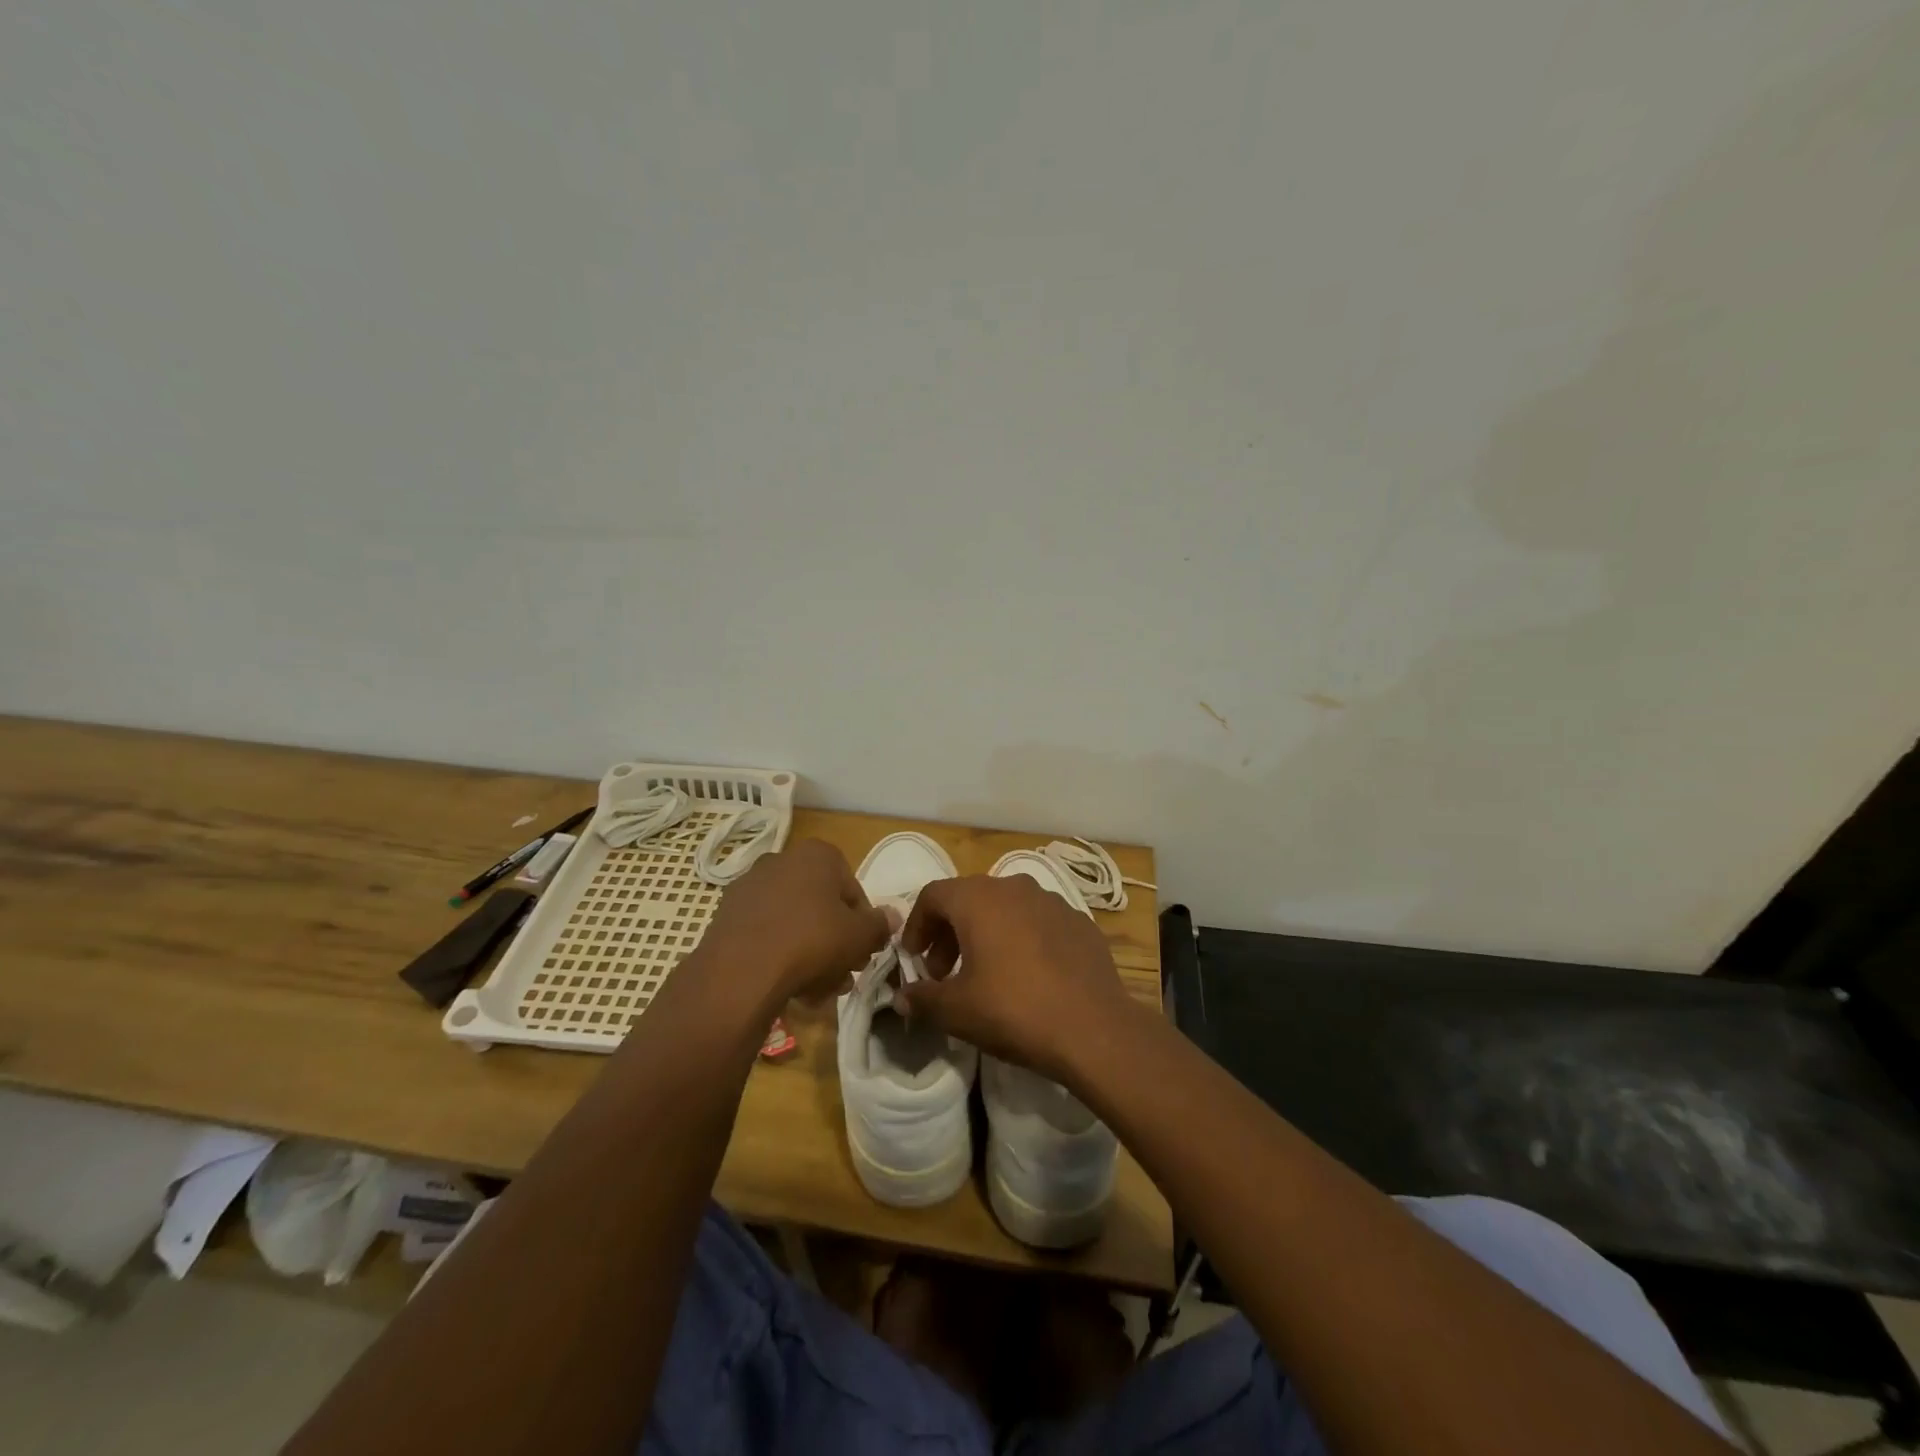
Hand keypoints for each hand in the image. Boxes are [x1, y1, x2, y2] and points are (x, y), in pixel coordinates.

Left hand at [697, 841, 890, 1012]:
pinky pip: (766, 934)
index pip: (852, 888)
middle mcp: (781, 860)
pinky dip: (780, 956)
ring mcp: (750, 887)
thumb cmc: (812, 941)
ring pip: (793, 922)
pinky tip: (789, 989)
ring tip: (819, 991)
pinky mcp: (727, 916)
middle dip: (835, 942)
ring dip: (810, 954)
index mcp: (817, 855)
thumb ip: (880, 925)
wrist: (741, 972)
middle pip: (820, 906)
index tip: (863, 951)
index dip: (862, 924)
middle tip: (844, 974)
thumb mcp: (860, 936)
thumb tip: (892, 917)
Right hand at [896, 875, 1129, 1081]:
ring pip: (1005, 908)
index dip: (916, 925)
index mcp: (978, 899)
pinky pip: (1038, 922)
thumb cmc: (1014, 1010)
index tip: (914, 958)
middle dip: (949, 932)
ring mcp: (1052, 901)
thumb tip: (903, 996)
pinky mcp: (1079, 921)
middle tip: (944, 972)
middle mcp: (1014, 887)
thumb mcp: (957, 1011)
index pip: (933, 895)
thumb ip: (923, 998)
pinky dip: (1021, 939)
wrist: (1094, 1029)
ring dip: (986, 933)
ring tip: (985, 973)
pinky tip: (1027, 975)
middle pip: (969, 899)